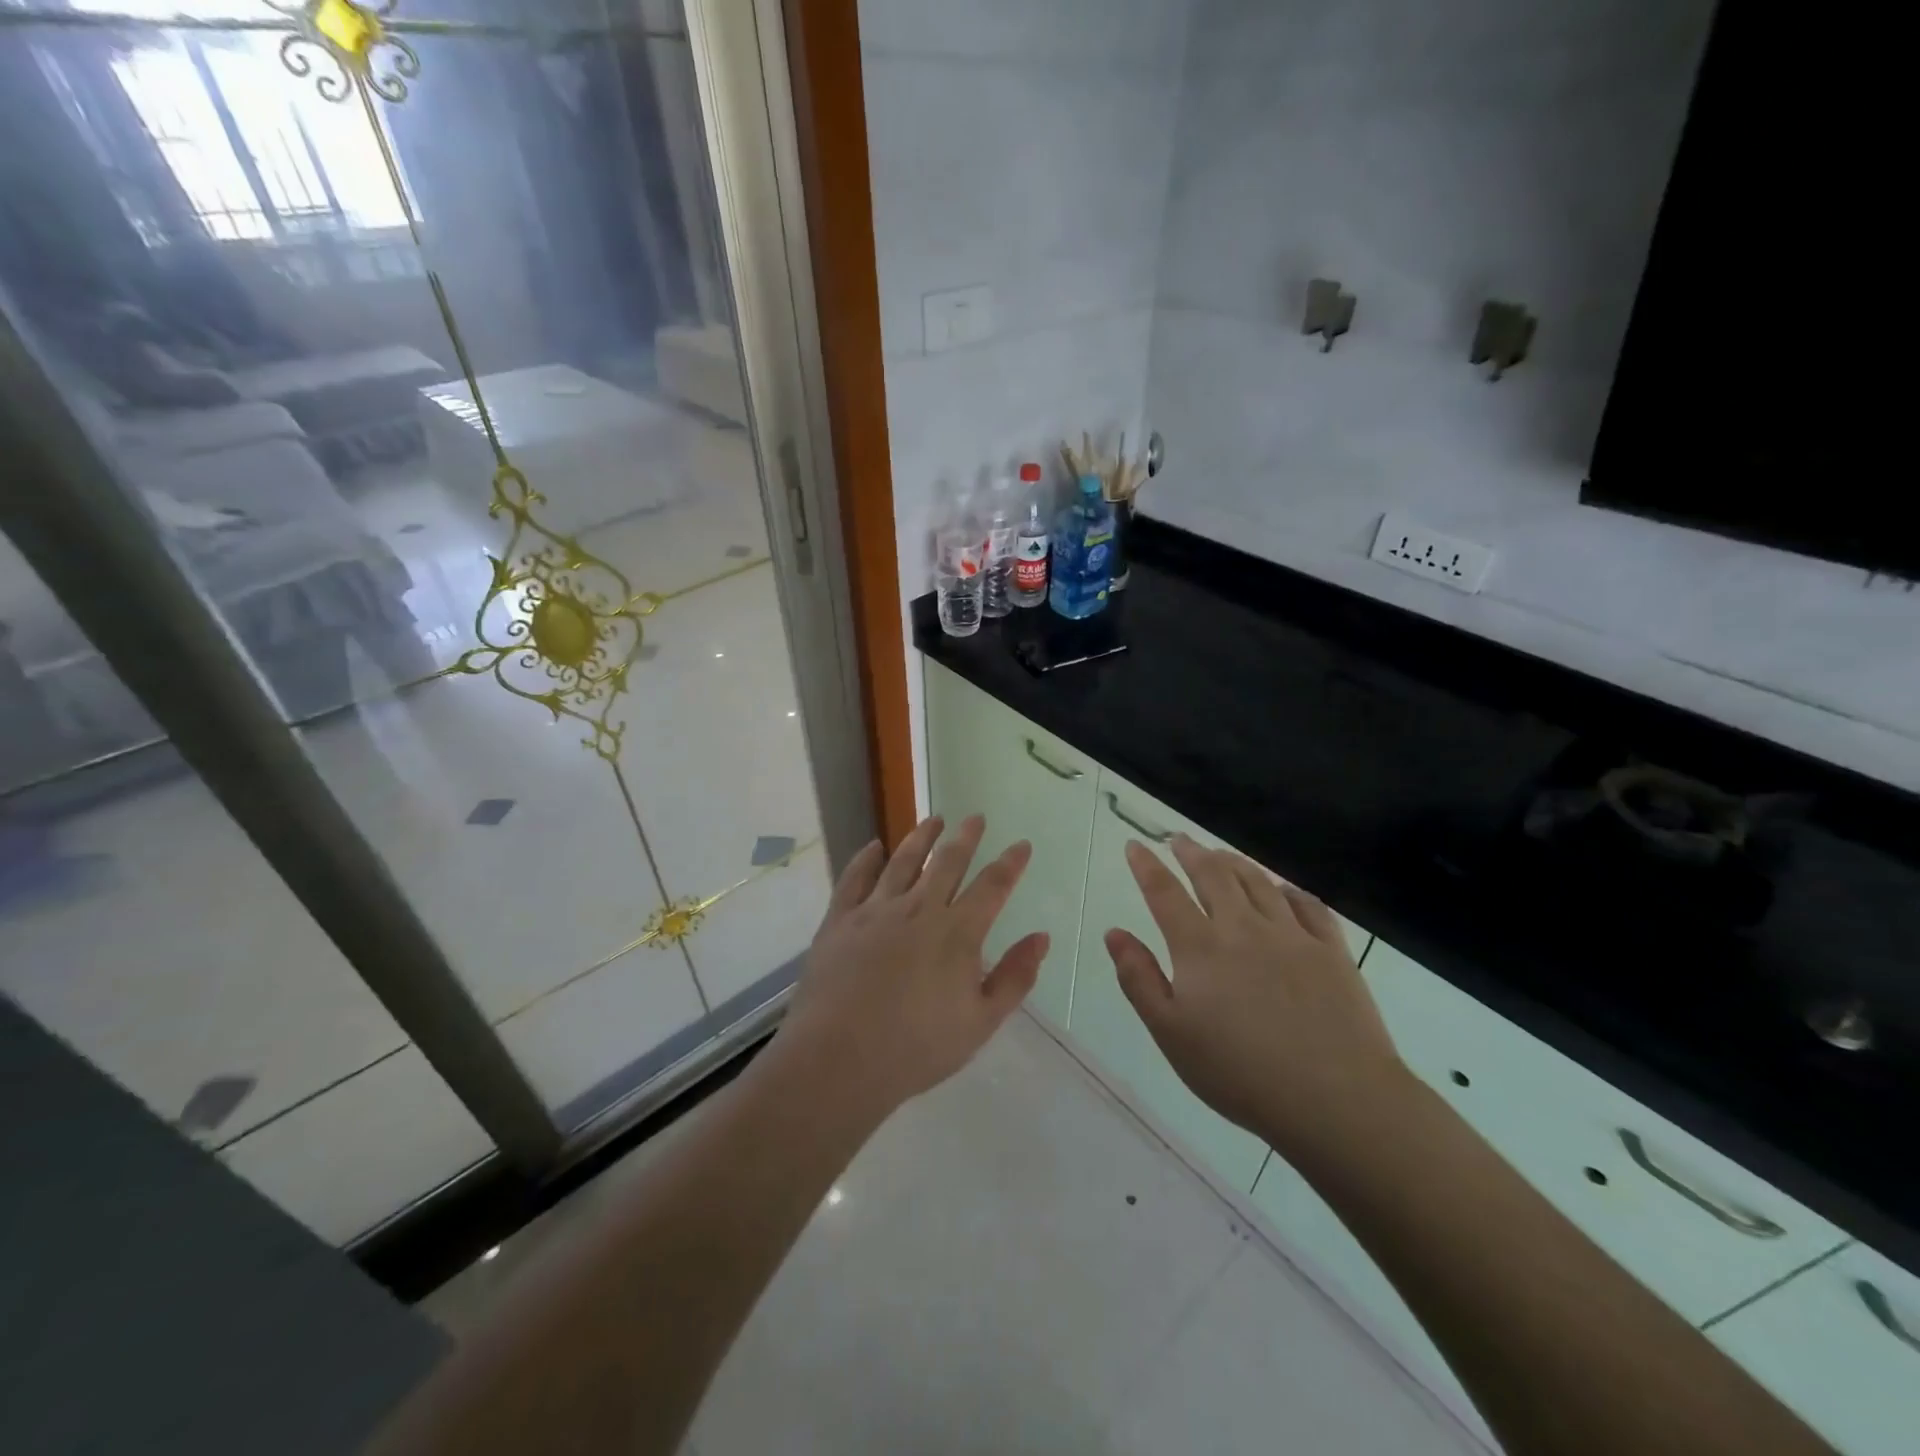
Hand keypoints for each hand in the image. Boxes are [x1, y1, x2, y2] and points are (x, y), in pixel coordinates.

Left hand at [778, 815, 1047, 1120]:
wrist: (838, 1059)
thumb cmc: (916, 1048)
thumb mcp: (980, 1022)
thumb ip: (1015, 977)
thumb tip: (1041, 937)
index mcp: (957, 933)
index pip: (992, 886)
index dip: (1010, 863)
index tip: (1021, 844)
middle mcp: (919, 909)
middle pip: (947, 862)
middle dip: (966, 837)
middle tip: (976, 818)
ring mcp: (875, 910)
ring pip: (903, 861)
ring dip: (921, 837)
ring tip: (933, 819)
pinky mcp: (840, 919)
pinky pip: (855, 877)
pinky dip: (866, 858)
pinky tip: (874, 846)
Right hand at [1106, 835, 1413, 1169]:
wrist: (1335, 1098)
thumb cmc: (1240, 1072)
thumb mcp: (1171, 1033)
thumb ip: (1139, 979)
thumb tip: (1114, 933)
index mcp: (1200, 948)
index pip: (1165, 893)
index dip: (1146, 866)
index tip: (1135, 844)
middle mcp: (1243, 928)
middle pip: (1213, 875)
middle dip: (1192, 853)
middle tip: (1179, 840)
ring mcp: (1292, 935)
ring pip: (1258, 882)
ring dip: (1235, 862)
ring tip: (1221, 855)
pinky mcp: (1331, 951)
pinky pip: (1308, 905)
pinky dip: (1289, 890)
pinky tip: (1283, 890)